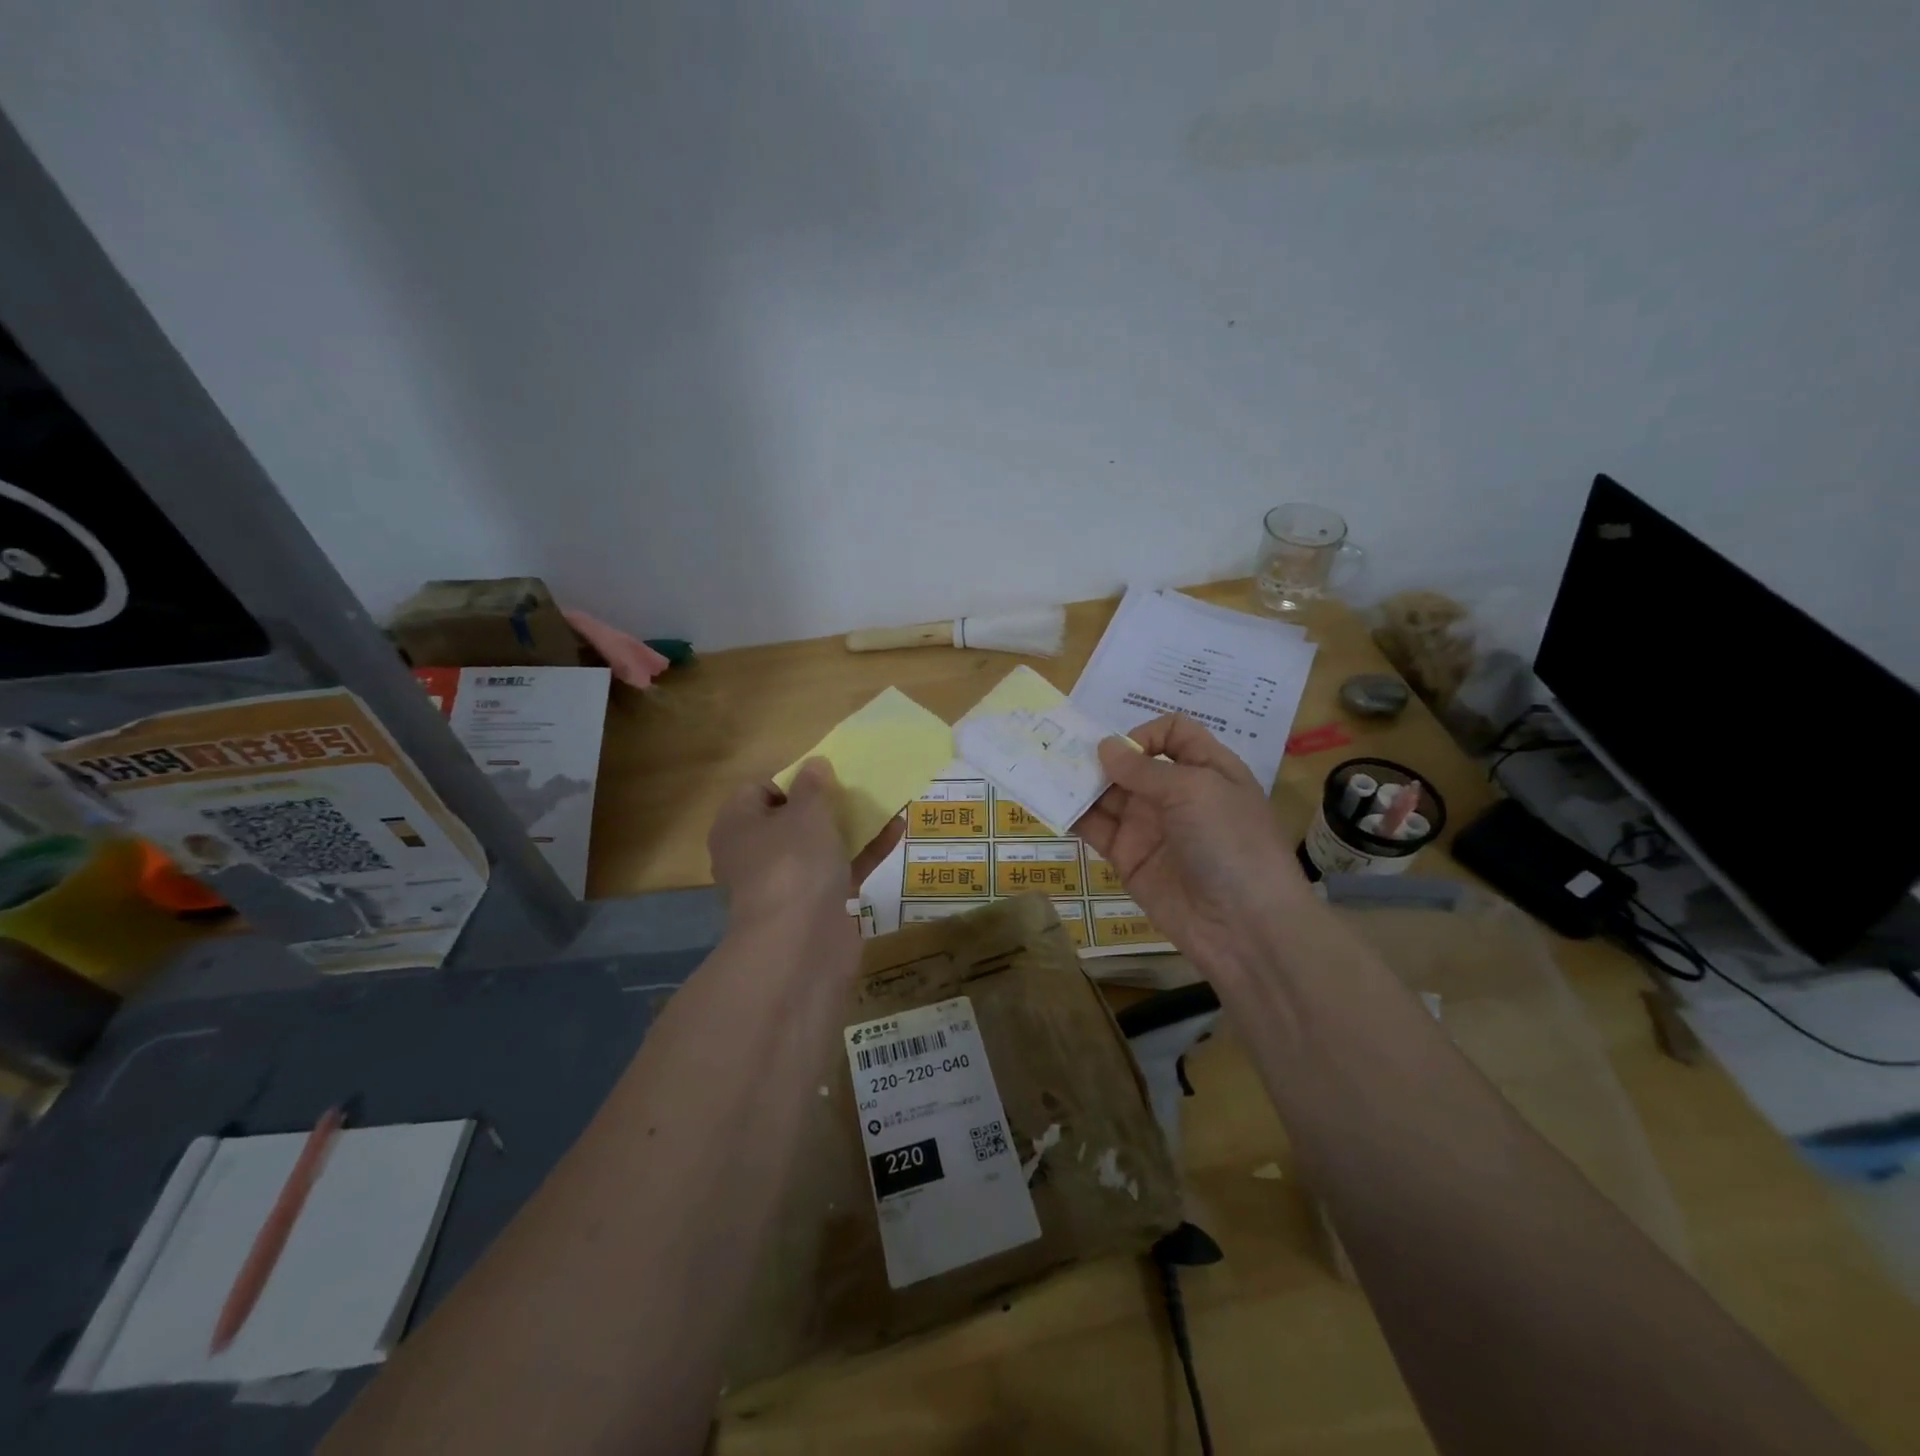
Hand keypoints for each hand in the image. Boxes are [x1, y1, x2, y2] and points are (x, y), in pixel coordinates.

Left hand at [708, 759, 904, 934]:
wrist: (800, 946)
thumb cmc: (793, 864)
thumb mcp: (807, 813)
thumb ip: (814, 786)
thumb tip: (814, 765)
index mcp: (738, 825)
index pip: (760, 789)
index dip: (794, 777)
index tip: (827, 773)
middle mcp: (756, 854)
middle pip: (792, 818)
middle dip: (827, 803)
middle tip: (858, 786)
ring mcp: (786, 883)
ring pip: (820, 846)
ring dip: (851, 826)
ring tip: (885, 802)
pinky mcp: (816, 906)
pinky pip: (841, 870)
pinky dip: (864, 853)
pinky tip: (896, 832)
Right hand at [1073, 715, 1312, 979]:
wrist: (1243, 926)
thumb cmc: (1230, 842)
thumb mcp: (1195, 790)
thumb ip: (1145, 769)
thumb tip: (1104, 747)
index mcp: (1206, 769)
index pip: (1173, 733)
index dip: (1146, 733)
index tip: (1124, 751)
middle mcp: (1176, 793)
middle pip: (1132, 762)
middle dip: (1100, 755)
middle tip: (1061, 750)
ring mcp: (1149, 826)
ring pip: (1108, 794)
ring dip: (1079, 781)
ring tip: (1046, 770)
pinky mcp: (1127, 857)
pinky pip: (1096, 829)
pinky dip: (1072, 814)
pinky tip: (1049, 802)